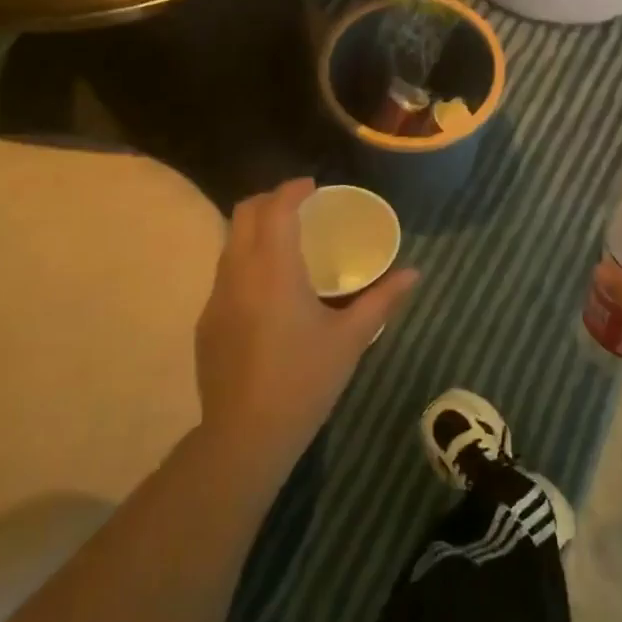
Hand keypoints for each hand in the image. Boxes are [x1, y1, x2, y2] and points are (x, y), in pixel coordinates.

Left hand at [195, 178, 417, 464]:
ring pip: (229, 243)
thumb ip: (383, 299)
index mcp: (274, 271)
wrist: (247, 435)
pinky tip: (269, 289)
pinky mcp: (206, 322)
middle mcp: (238, 274)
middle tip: (301, 206)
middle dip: (270, 200)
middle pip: (244, 215)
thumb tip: (414, 273)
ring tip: (287, 242)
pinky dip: (246, 260)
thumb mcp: (351, 338)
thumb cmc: (305, 380)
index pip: (275, 209)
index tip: (313, 186)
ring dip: (256, 230)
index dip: (292, 189)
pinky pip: (225, 273)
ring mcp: (216, 298)